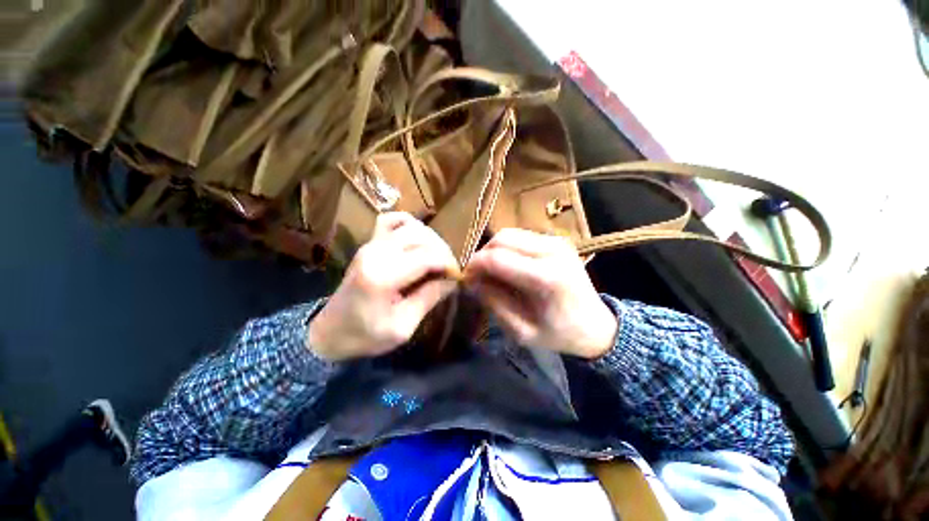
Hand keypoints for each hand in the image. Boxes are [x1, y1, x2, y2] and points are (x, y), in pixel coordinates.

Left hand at [307, 212, 459, 360]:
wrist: (330, 332)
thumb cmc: (365, 335)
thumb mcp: (403, 327)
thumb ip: (429, 298)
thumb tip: (451, 280)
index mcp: (384, 276)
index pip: (428, 256)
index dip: (449, 264)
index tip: (457, 277)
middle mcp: (377, 252)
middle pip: (423, 237)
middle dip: (443, 252)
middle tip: (448, 270)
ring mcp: (371, 244)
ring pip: (412, 226)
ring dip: (430, 239)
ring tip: (436, 258)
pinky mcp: (369, 243)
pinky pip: (392, 220)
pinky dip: (409, 224)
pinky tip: (417, 239)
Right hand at [464, 229, 617, 359]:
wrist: (596, 324)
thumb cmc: (560, 333)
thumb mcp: (522, 331)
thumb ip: (494, 303)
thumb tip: (472, 281)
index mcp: (547, 277)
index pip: (497, 259)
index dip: (475, 266)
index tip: (466, 279)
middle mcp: (552, 251)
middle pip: (501, 239)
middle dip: (482, 255)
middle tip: (476, 275)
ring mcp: (556, 241)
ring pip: (509, 233)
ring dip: (493, 250)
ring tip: (489, 271)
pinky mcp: (556, 240)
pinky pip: (520, 236)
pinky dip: (506, 248)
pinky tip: (506, 265)